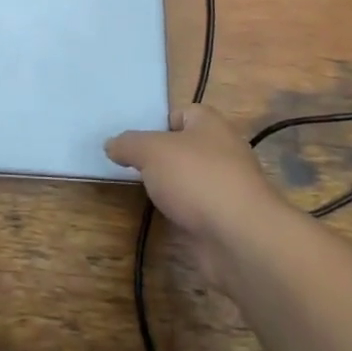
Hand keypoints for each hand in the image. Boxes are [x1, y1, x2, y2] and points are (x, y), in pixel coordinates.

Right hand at [106, 104, 282, 286]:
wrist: (240, 238)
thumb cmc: (196, 178)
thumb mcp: (150, 150)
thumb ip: (128, 144)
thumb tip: (111, 145)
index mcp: (210, 124)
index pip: (182, 113)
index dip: (158, 123)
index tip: (135, 140)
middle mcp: (223, 151)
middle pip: (185, 148)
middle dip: (160, 157)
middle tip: (132, 166)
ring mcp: (226, 188)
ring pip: (190, 181)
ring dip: (171, 188)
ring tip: (142, 192)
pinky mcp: (225, 220)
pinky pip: (196, 209)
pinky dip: (180, 214)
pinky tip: (163, 218)